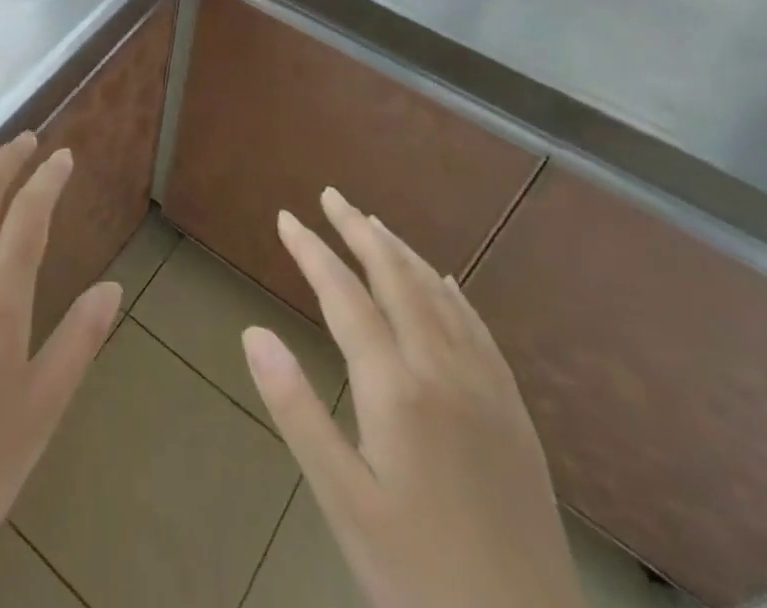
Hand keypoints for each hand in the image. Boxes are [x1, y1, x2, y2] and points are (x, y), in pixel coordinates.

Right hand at [241, 188, 584, 607]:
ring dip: (401, 252)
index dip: (312, 251)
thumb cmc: (417, 575)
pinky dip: (452, 293)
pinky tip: (444, 282)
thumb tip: (252, 331)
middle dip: (358, 231)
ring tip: (373, 224)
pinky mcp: (514, 413)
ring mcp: (486, 388)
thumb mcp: (342, 500)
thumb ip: (296, 409)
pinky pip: (479, 329)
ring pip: (438, 295)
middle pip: (395, 278)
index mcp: (396, 388)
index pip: (344, 295)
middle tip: (330, 196)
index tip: (285, 218)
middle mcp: (443, 369)